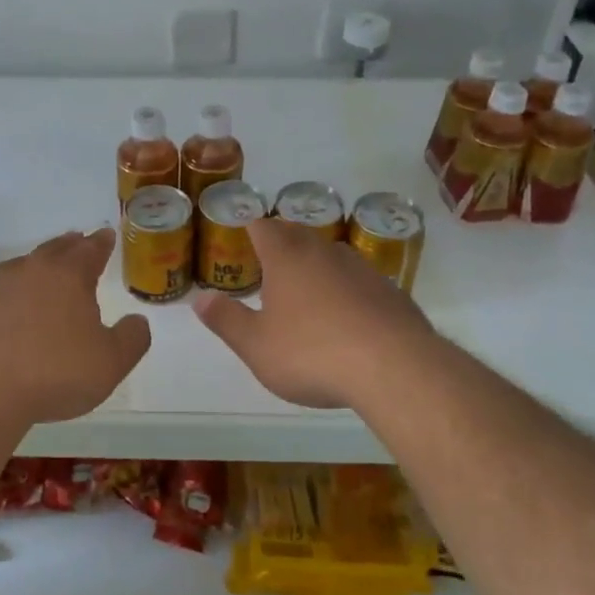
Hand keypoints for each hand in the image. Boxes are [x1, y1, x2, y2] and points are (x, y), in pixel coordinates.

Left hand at [0, 228, 149, 426]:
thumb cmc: (53, 372)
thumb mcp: (110, 363)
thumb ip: (131, 339)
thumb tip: (137, 321)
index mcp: (68, 275)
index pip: (90, 250)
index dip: (101, 243)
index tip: (106, 235)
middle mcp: (30, 271)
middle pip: (54, 250)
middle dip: (69, 246)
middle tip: (78, 241)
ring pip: (22, 267)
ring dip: (37, 267)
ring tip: (45, 272)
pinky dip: (9, 297)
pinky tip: (9, 312)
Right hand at [193, 218, 438, 411]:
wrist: (394, 367)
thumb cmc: (312, 353)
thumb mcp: (257, 346)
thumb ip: (226, 320)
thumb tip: (199, 299)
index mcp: (286, 258)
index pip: (263, 227)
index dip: (250, 227)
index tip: (242, 233)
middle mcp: (323, 253)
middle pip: (298, 233)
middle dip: (281, 241)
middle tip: (269, 259)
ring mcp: (361, 269)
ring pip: (331, 254)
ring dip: (316, 264)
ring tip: (306, 288)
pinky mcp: (390, 291)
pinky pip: (359, 280)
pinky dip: (346, 289)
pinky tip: (347, 317)